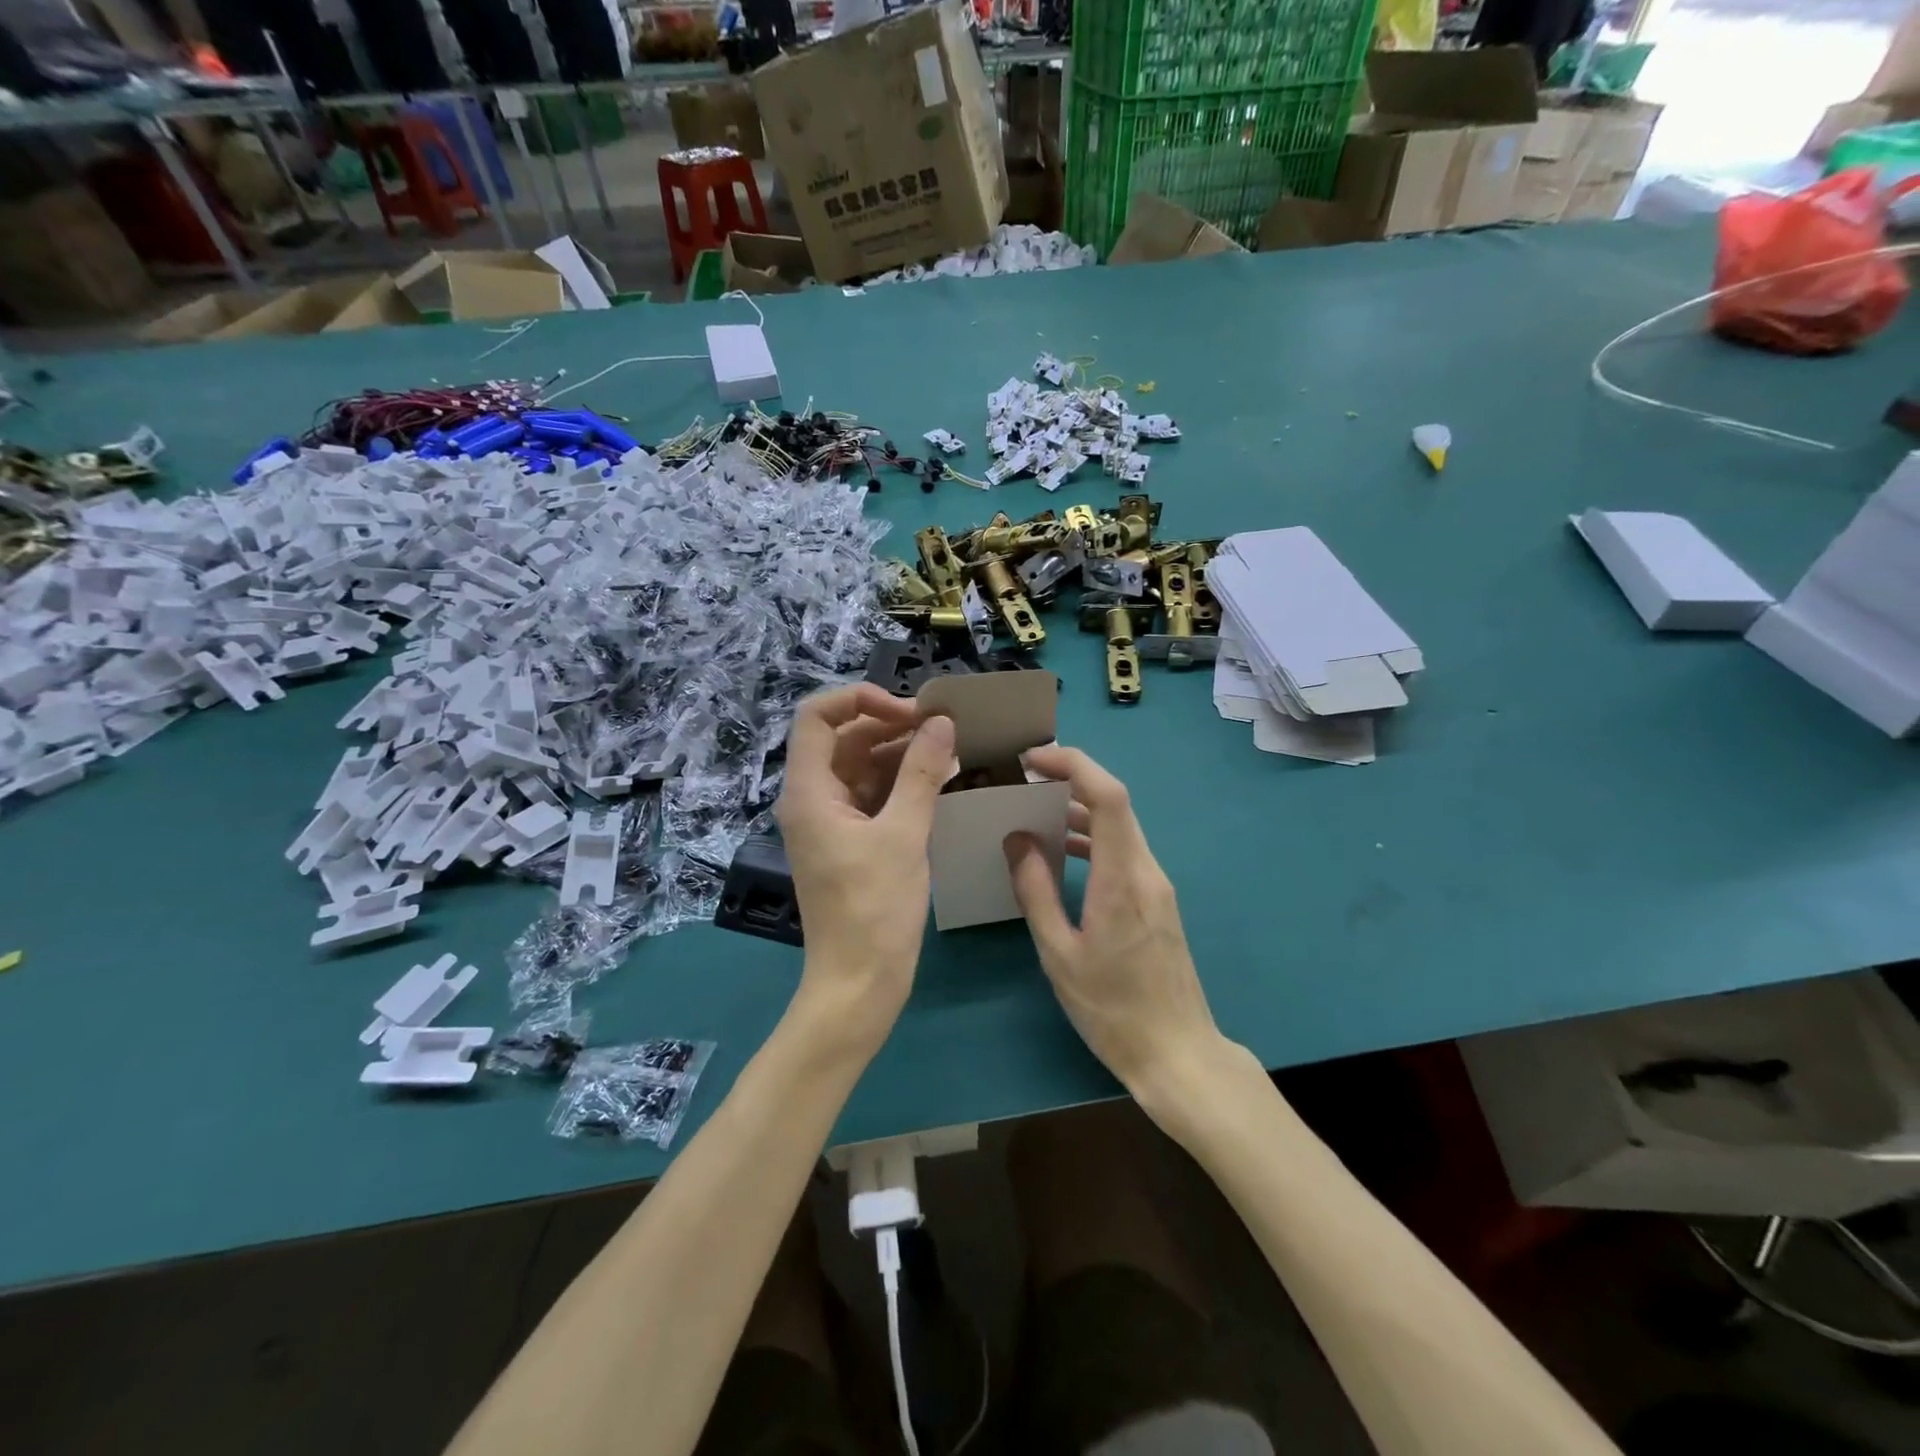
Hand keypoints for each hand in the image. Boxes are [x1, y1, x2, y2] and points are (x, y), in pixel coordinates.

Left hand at [774, 684, 955, 1054]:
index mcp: (809, 791)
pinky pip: (874, 795)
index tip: (908, 711)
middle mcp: (813, 798)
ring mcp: (831, 821)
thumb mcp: (903, 835)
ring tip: (950, 750)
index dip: (859, 699)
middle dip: (890, 725)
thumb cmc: (875, 909)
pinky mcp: (851, 841)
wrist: (859, 983)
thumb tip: (941, 722)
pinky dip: (903, 783)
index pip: (817, 716)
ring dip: (901, 753)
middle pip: (843, 738)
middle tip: (941, 728)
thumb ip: (921, 773)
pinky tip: (941, 781)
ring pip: (862, 766)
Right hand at [1004, 746, 1223, 1096]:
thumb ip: (1036, 891)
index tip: (1032, 759)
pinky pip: (1123, 850)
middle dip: (1070, 779)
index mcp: (1122, 879)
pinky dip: (1093, 838)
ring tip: (1035, 809)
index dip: (1074, 764)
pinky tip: (1063, 851)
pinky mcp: (1157, 899)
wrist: (1177, 1053)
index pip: (1108, 796)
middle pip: (1115, 802)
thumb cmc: (1112, 1009)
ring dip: (1080, 809)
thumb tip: (1017, 839)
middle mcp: (1146, 870)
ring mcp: (1157, 884)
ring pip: (1120, 825)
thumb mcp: (1059, 953)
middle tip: (1024, 779)